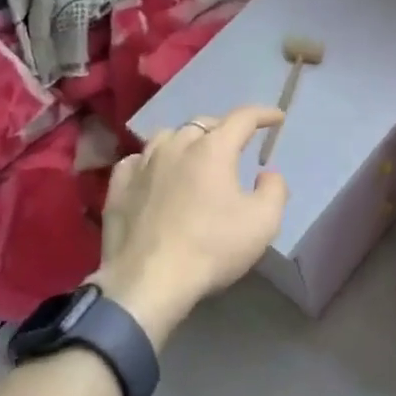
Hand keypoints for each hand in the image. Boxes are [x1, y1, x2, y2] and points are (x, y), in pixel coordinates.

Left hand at [93, 107, 288, 347]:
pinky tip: (154, 175)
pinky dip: (151, 162)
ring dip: (185, 141)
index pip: (243, 118)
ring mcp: (142, 163)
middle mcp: (176, 145)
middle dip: (223, 129)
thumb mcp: (263, 223)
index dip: (263, 114)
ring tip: (193, 156)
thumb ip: (274, 190)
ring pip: (167, 137)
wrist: (147, 282)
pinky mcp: (118, 186)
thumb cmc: (211, 248)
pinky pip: (136, 161)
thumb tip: (267, 173)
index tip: (277, 118)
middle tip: (235, 145)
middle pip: (203, 123)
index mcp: (213, 148)